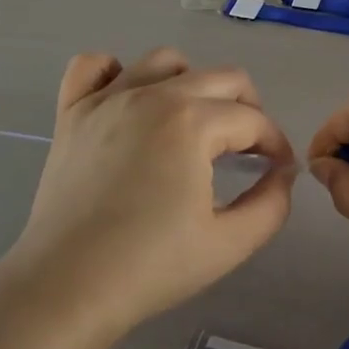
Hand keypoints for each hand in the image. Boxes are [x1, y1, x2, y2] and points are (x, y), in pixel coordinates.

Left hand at [0, 49, 296, 348]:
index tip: (278, 170)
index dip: (274, 144)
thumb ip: (271, 204)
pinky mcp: (71, 112)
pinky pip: (93, 66)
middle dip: (247, 108)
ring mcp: (107, 99)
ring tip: (194, 121)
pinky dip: (115, 72)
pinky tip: (128, 101)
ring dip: (192, 83)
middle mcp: (152, 95)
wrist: (65, 288)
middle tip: (248, 148)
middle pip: (220, 77)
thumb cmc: (150, 267)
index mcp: (192, 122)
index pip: (252, 120)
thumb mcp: (230, 244)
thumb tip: (282, 173)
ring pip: (163, 61)